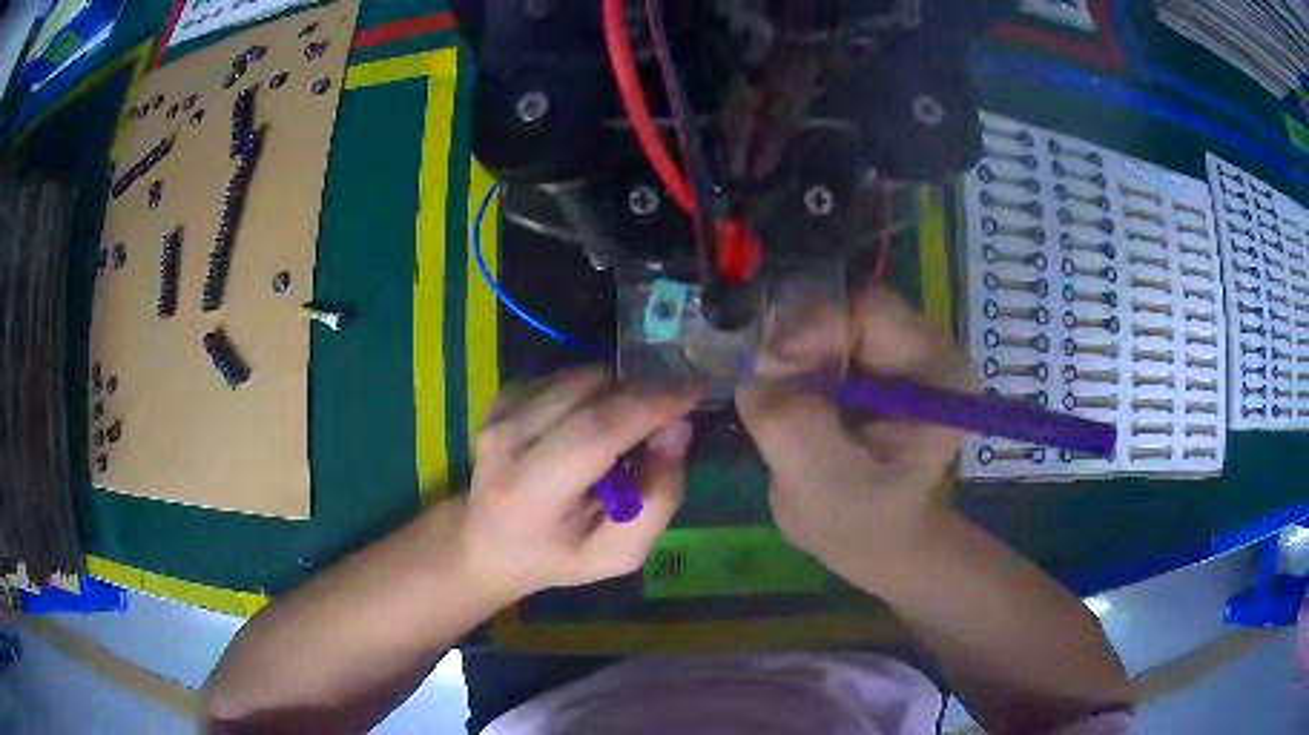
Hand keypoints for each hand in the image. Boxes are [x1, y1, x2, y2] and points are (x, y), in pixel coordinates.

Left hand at [459, 366, 697, 599]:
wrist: (487, 542)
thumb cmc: (558, 555)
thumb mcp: (618, 553)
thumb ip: (657, 499)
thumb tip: (677, 429)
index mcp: (532, 493)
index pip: (597, 432)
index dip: (652, 405)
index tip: (696, 391)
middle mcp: (507, 441)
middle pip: (592, 392)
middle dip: (643, 393)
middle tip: (670, 414)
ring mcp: (499, 413)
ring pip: (582, 375)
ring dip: (619, 392)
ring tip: (628, 427)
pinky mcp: (501, 397)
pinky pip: (566, 375)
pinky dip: (594, 391)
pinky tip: (591, 423)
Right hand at [736, 286, 975, 586]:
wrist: (872, 539)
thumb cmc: (862, 524)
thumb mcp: (825, 484)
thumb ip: (790, 422)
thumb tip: (755, 370)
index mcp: (935, 370)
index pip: (871, 310)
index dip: (816, 329)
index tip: (775, 371)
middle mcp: (917, 346)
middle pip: (843, 308)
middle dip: (795, 342)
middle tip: (763, 384)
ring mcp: (887, 351)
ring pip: (821, 320)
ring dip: (786, 355)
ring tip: (770, 399)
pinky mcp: (860, 362)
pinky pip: (810, 340)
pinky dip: (785, 364)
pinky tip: (778, 399)